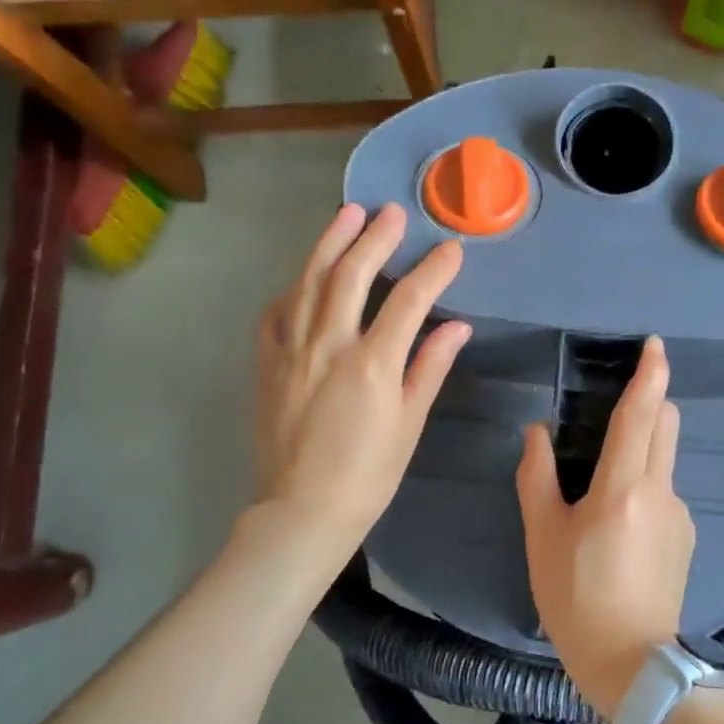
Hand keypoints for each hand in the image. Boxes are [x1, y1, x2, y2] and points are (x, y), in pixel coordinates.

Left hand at [254, 203, 468, 564]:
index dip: (434, 270)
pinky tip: (304, 278)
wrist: (303, 510)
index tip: (452, 249)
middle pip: (352, 275)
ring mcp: (291, 351)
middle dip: (376, 238)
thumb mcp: (409, 422)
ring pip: (309, 282)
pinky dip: (292, 290)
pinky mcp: (267, 364)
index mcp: (372, 363)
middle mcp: (329, 345)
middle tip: (392, 213)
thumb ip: (429, 367)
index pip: (409, 300)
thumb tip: (457, 326)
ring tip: (347, 214)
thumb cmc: (369, 473)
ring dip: (330, 244)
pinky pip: (275, 315)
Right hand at [516, 336, 694, 713]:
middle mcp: (661, 491)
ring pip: (666, 458)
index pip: (641, 415)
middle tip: (617, 410)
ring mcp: (680, 514)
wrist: (633, 664)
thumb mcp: (543, 537)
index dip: (649, 374)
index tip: (654, 345)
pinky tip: (620, 525)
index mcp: (623, 487)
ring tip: (605, 485)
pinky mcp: (687, 536)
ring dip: (644, 447)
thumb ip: (537, 477)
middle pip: (666, 424)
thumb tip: (537, 432)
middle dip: (649, 402)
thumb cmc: (576, 598)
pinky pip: (666, 490)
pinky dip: (646, 484)